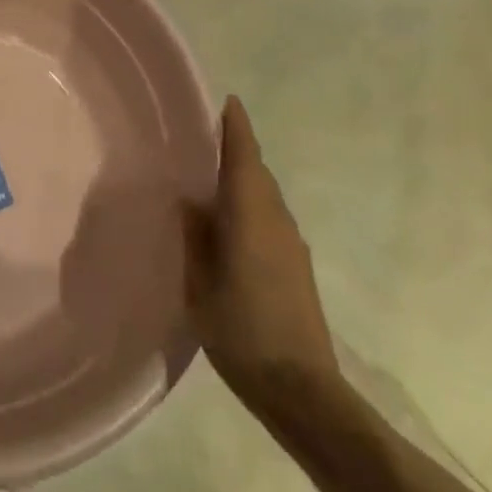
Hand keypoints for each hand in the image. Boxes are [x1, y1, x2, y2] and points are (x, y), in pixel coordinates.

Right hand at [184, 95, 337, 393]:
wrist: (302, 391)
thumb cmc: (242, 332)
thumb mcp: (200, 285)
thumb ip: (194, 238)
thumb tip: (189, 199)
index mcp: (250, 215)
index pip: (244, 156)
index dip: (236, 127)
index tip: (228, 101)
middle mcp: (276, 219)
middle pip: (257, 171)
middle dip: (236, 149)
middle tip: (203, 138)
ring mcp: (291, 243)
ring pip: (265, 195)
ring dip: (243, 178)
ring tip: (210, 180)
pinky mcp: (297, 266)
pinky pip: (269, 218)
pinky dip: (250, 205)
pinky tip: (229, 226)